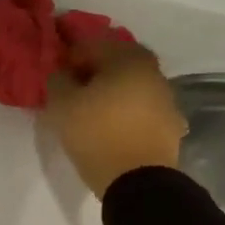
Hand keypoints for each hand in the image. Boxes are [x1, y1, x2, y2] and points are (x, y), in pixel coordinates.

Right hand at [46, 37, 186, 198]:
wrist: (138, 181)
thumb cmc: (96, 134)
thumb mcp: (62, 105)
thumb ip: (57, 81)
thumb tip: (62, 73)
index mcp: (127, 59)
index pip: (92, 44)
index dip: (69, 55)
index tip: (55, 72)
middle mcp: (152, 71)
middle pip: (116, 61)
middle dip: (93, 69)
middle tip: (73, 85)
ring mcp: (165, 98)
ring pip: (131, 83)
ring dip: (111, 88)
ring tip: (90, 107)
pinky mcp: (169, 123)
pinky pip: (140, 105)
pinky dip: (125, 108)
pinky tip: (110, 123)